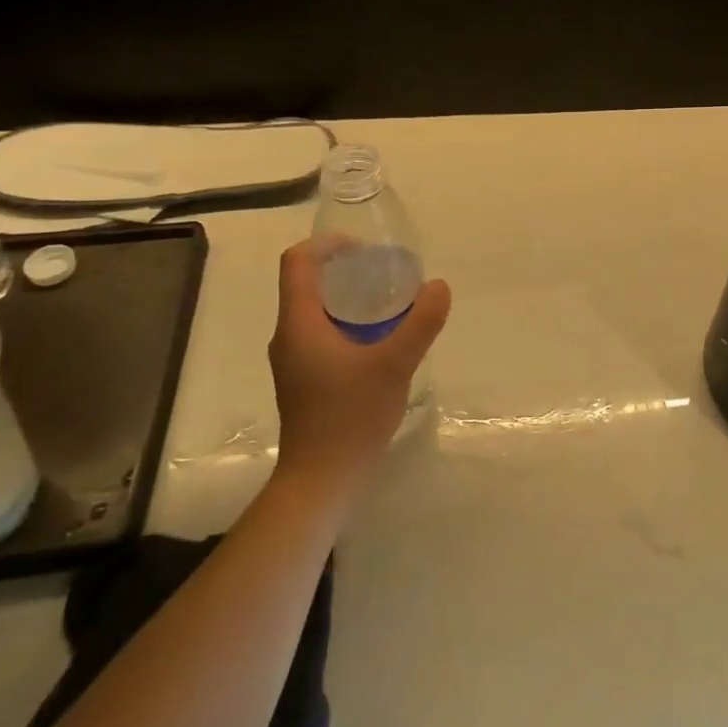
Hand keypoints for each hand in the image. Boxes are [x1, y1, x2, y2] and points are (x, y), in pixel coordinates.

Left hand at [266, 241, 451, 494]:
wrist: (320, 482)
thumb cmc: (350, 418)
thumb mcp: (394, 365)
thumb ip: (420, 323)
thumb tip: (439, 286)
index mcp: (299, 323)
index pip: (297, 262)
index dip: (328, 244)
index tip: (365, 249)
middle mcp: (288, 336)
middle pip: (308, 283)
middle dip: (346, 269)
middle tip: (387, 274)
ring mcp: (294, 360)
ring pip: (316, 310)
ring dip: (348, 298)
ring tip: (389, 303)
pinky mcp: (304, 379)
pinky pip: (322, 333)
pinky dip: (348, 323)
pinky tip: (380, 340)